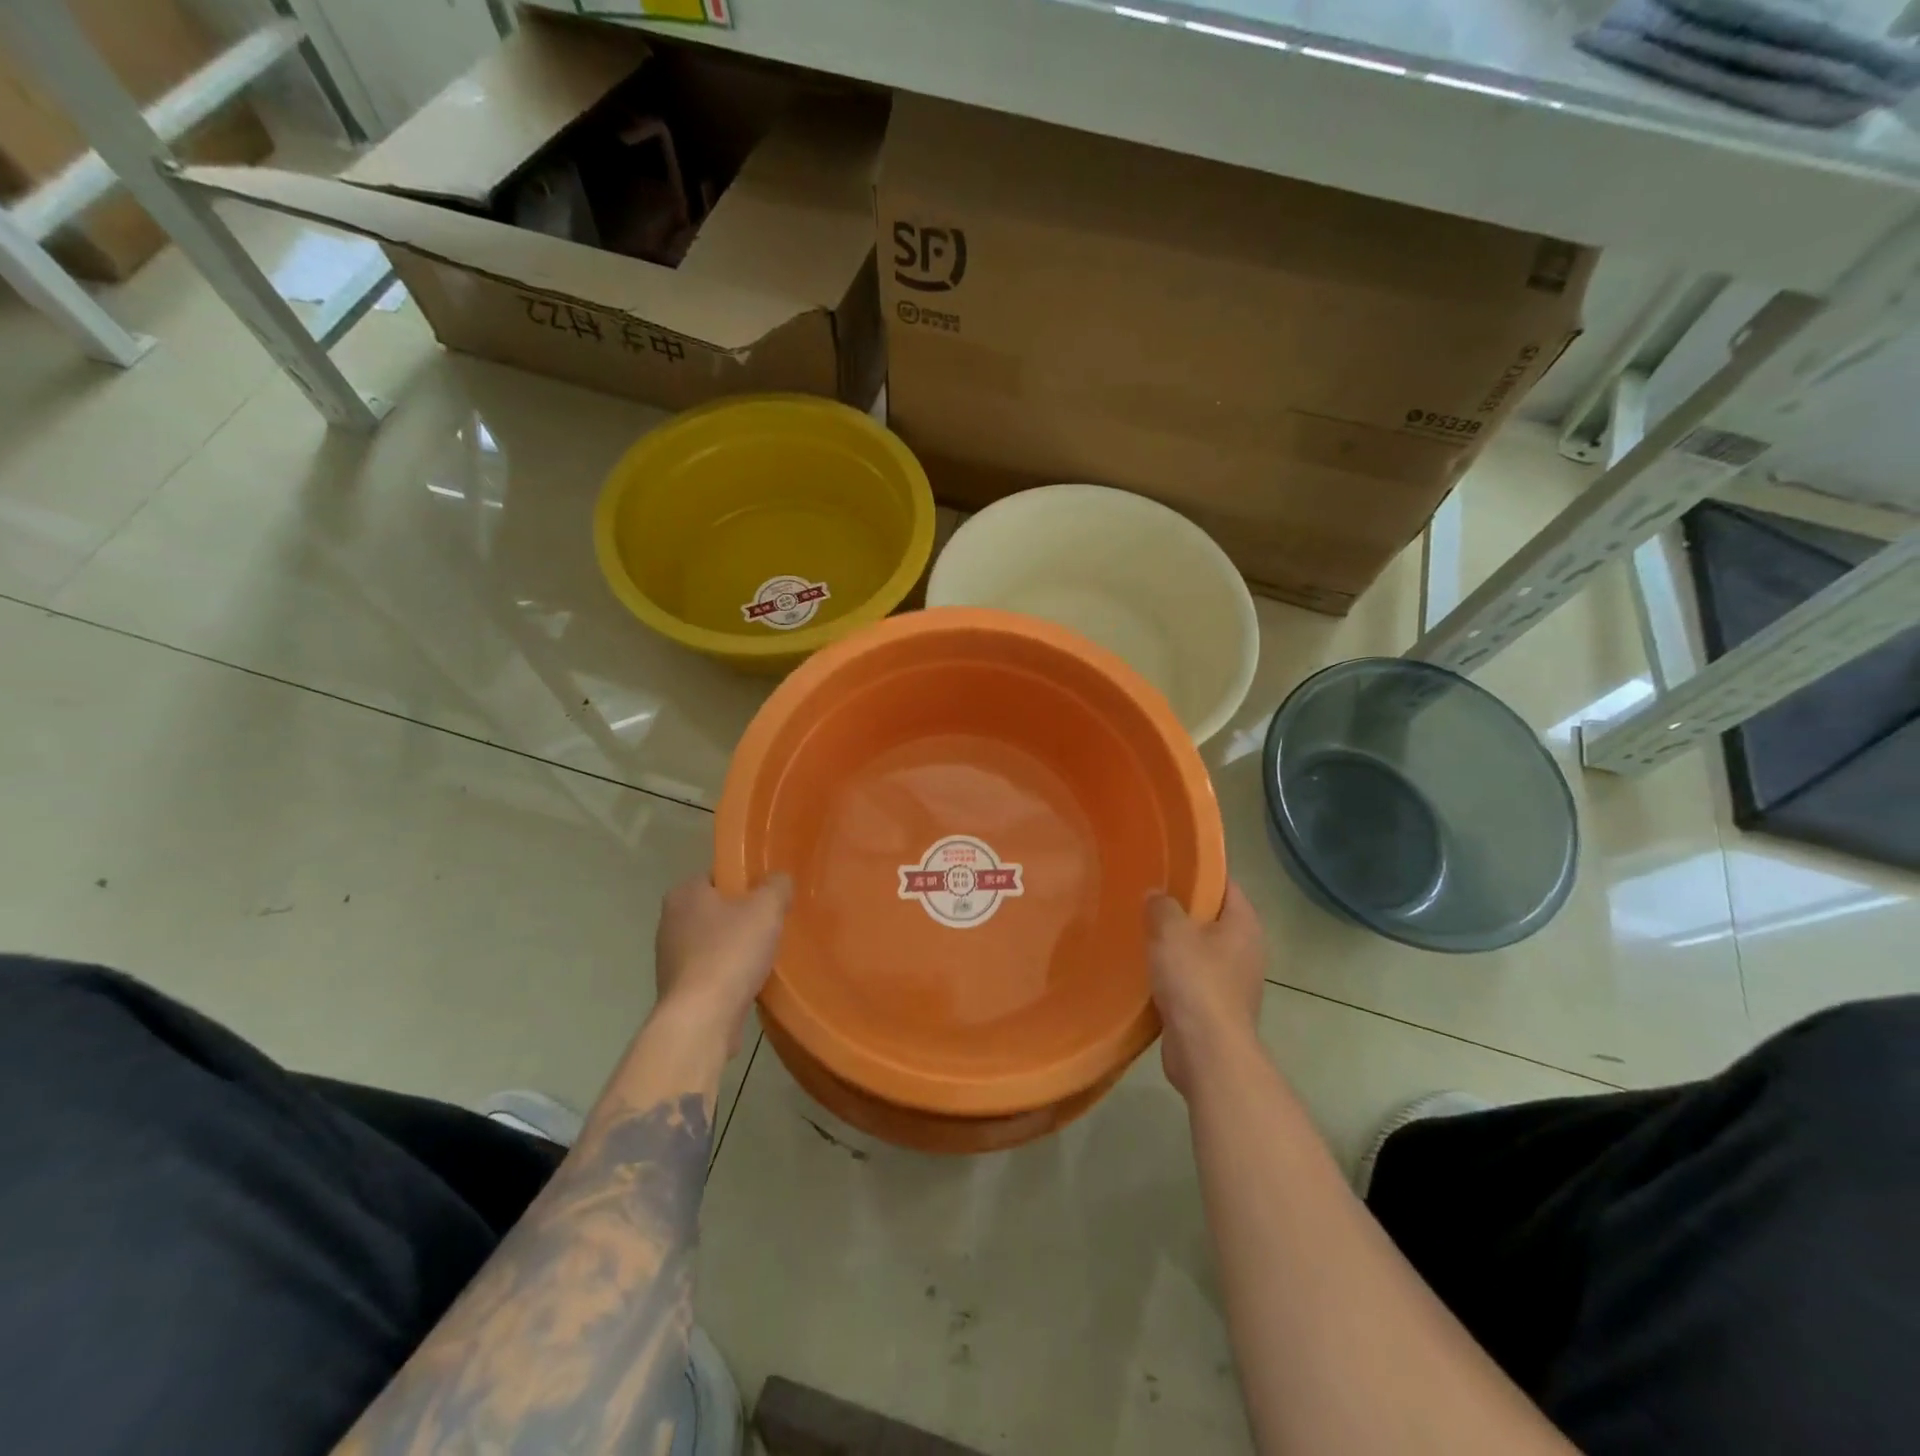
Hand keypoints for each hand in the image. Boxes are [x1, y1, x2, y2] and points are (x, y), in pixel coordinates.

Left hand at [653, 873, 792, 1055]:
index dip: (745, 881)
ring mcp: (670, 958)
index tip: (769, 895)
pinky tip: (750, 980)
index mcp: (684, 894)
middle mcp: (670, 921)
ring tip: (766, 954)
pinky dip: (728, 973)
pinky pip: (710, 970)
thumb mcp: (766, 908)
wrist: (702, 1018)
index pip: (718, 875)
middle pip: (716, 909)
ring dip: (736, 946)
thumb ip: (776, 886)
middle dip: (742, 916)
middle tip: (773, 922)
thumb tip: (779, 880)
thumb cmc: (731, 952)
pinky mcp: (678, 989)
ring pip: (713, 941)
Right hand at [1147, 882, 1266, 1096]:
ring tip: (1142, 932)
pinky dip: (1175, 974)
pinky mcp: (1218, 1009)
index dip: (1199, 873)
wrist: (1208, 1052)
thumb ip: (1162, 906)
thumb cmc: (1195, 981)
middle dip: (1183, 909)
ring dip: (1177, 945)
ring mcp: (1235, 982)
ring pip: (1201, 951)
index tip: (1168, 866)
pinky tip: (1148, 970)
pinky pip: (1194, 979)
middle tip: (1148, 898)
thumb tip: (1156, 895)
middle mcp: (1247, 950)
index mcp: (1244, 925)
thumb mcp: (1171, 931)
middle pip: (1213, 918)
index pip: (1225, 885)